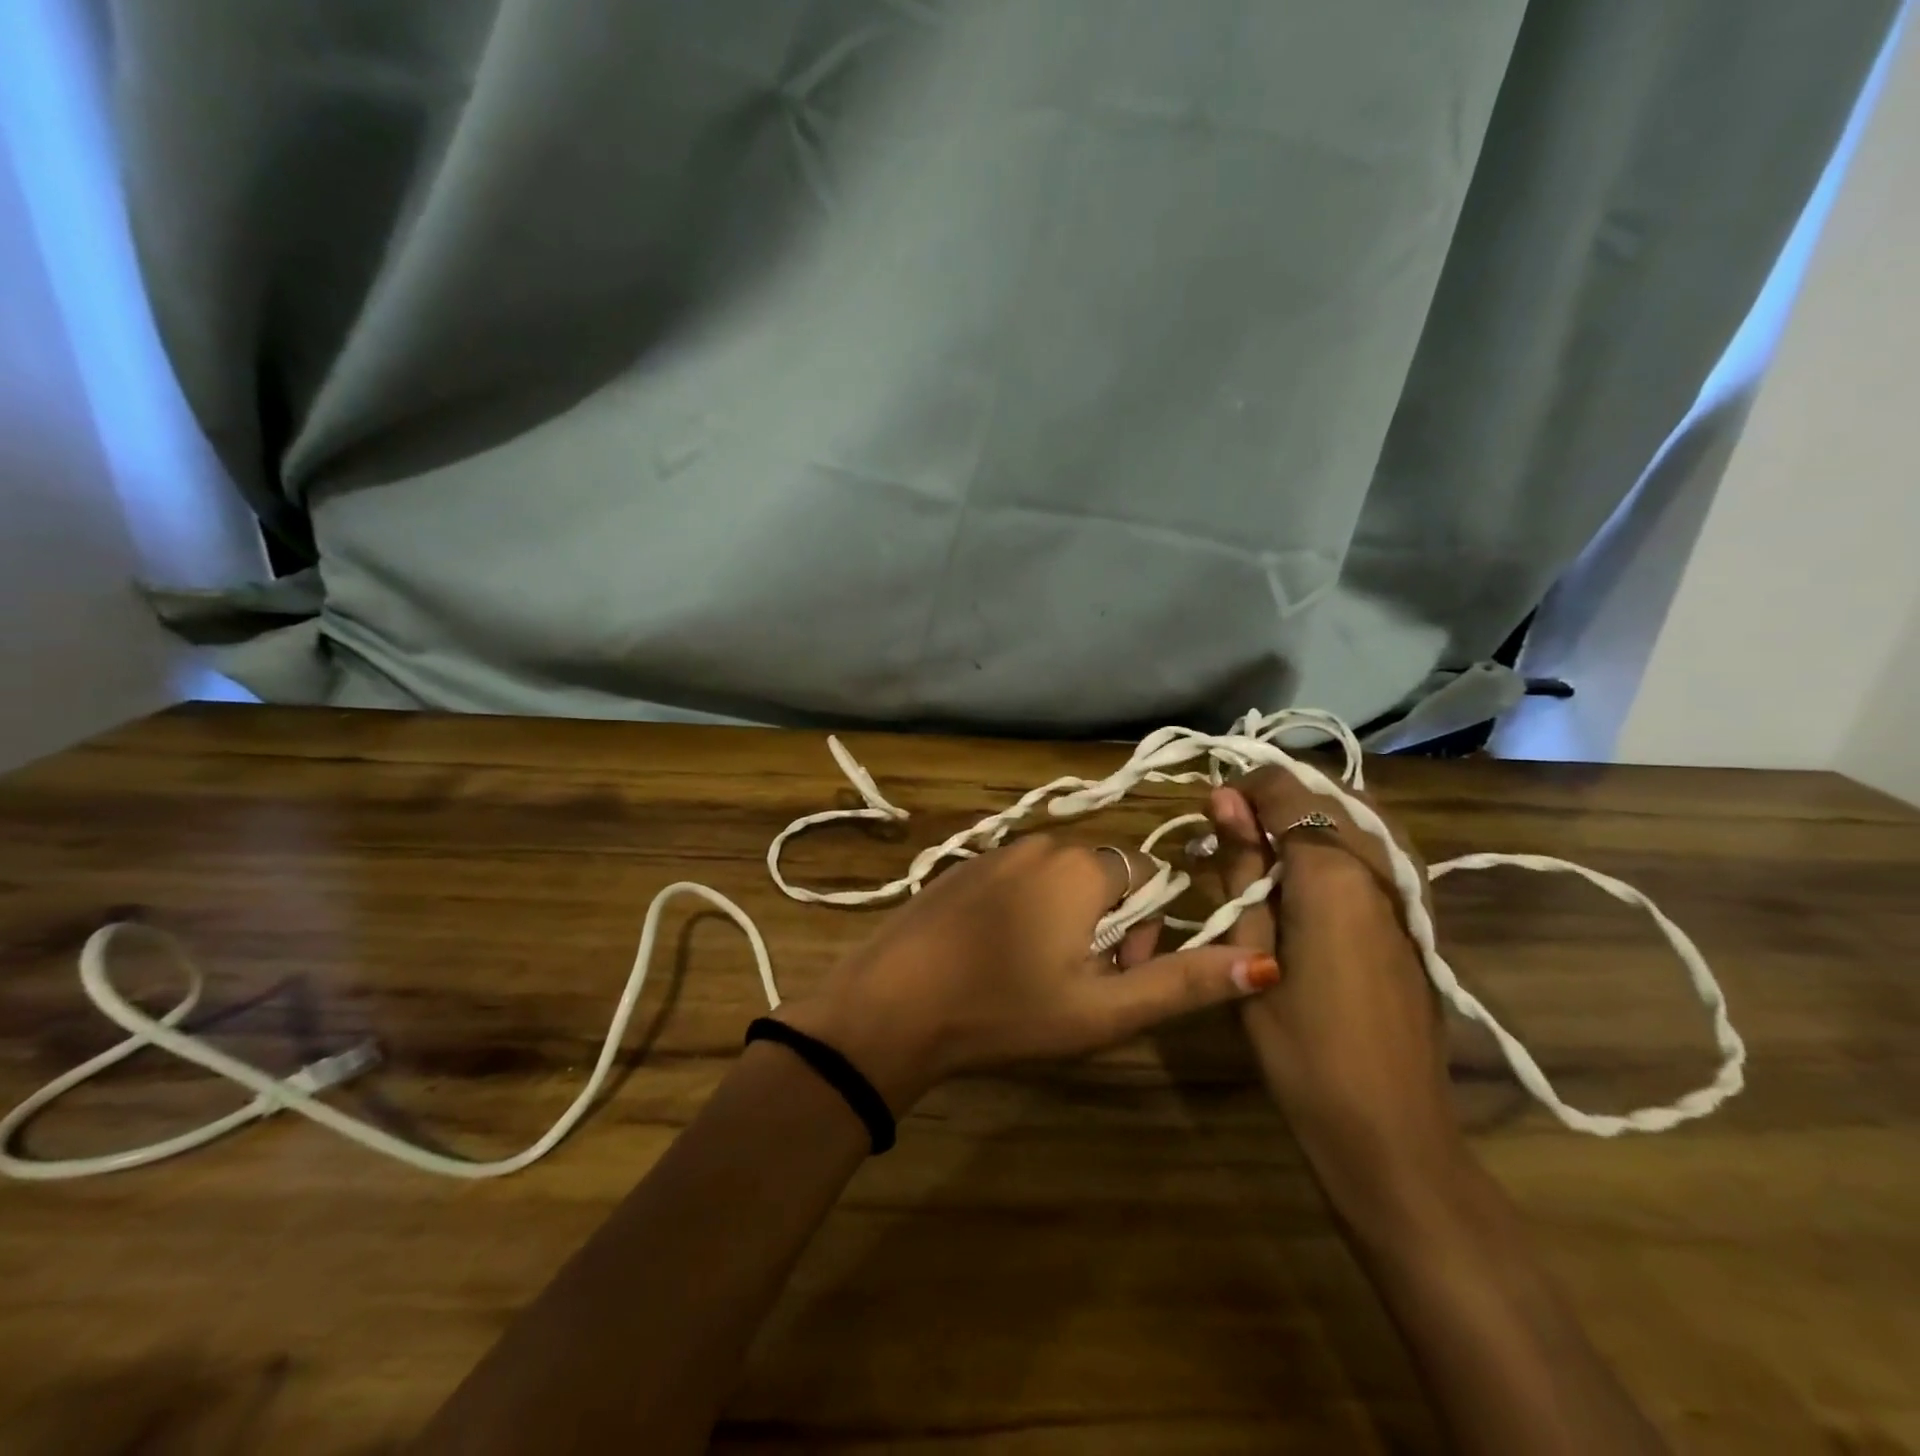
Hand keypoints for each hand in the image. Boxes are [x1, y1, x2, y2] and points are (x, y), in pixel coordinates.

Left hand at [778, 834, 1278, 1112]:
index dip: (1146, 932)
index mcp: (1083, 866)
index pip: (1148, 879)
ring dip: (1067, 922)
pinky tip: (996, 957)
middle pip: (1105, 877)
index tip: (1115, 976)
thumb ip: (1183, 984)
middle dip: (1108, 927)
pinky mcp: (963, 867)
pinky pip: (1019, 880)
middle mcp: (1043, 843)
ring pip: (1060, 880)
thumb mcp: (1103, 1010)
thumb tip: (1262, 962)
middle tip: (1076, 982)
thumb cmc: (1006, 1009)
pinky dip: (1025, 912)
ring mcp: (996, 851)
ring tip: (1035, 974)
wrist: (892, 1004)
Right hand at [1206, 771, 1466, 1211]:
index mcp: (1334, 873)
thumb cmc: (1301, 1048)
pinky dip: (1341, 836)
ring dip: (1311, 812)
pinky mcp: (1419, 914)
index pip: (1287, 790)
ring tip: (1266, 844)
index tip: (1212, 816)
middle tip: (1233, 833)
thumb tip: (1223, 799)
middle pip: (1328, 793)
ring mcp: (1410, 889)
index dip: (1244, 789)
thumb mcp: (1250, 953)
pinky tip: (1310, 869)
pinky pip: (1380, 846)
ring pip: (1360, 814)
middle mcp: (1381, 866)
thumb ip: (1242, 867)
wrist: (1390, 1128)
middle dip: (1276, 797)